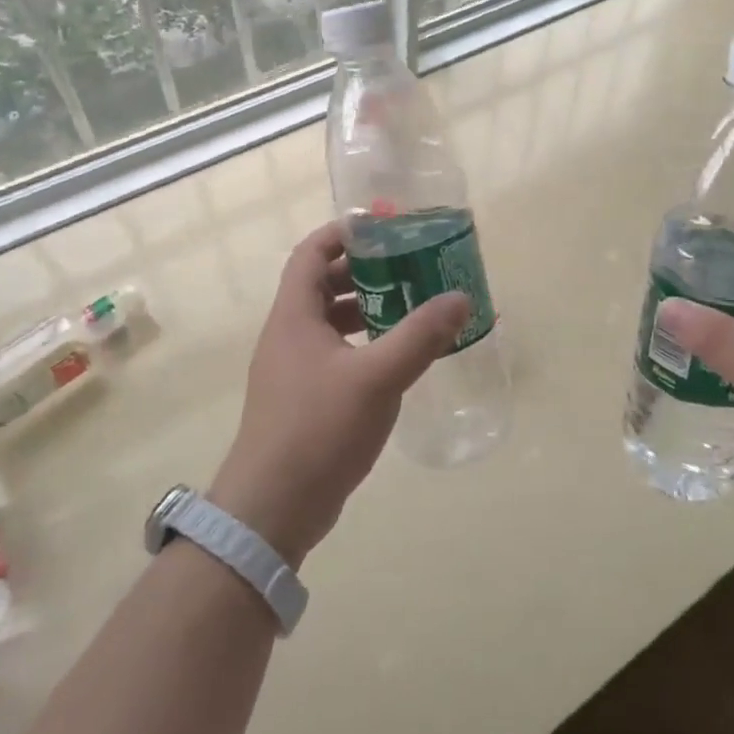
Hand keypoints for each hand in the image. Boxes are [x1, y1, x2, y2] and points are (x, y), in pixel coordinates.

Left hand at [208, 222, 469, 565]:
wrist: (273, 507)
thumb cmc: (318, 429)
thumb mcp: (377, 377)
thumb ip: (420, 336)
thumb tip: (460, 297)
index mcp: (294, 316)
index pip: (311, 252)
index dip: (344, 232)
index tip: (385, 226)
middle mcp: (288, 334)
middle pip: (324, 283)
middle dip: (366, 270)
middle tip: (410, 265)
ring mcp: (293, 368)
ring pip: (331, 321)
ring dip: (367, 308)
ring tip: (411, 306)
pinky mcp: (303, 398)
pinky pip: (336, 353)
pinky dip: (364, 343)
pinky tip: (396, 357)